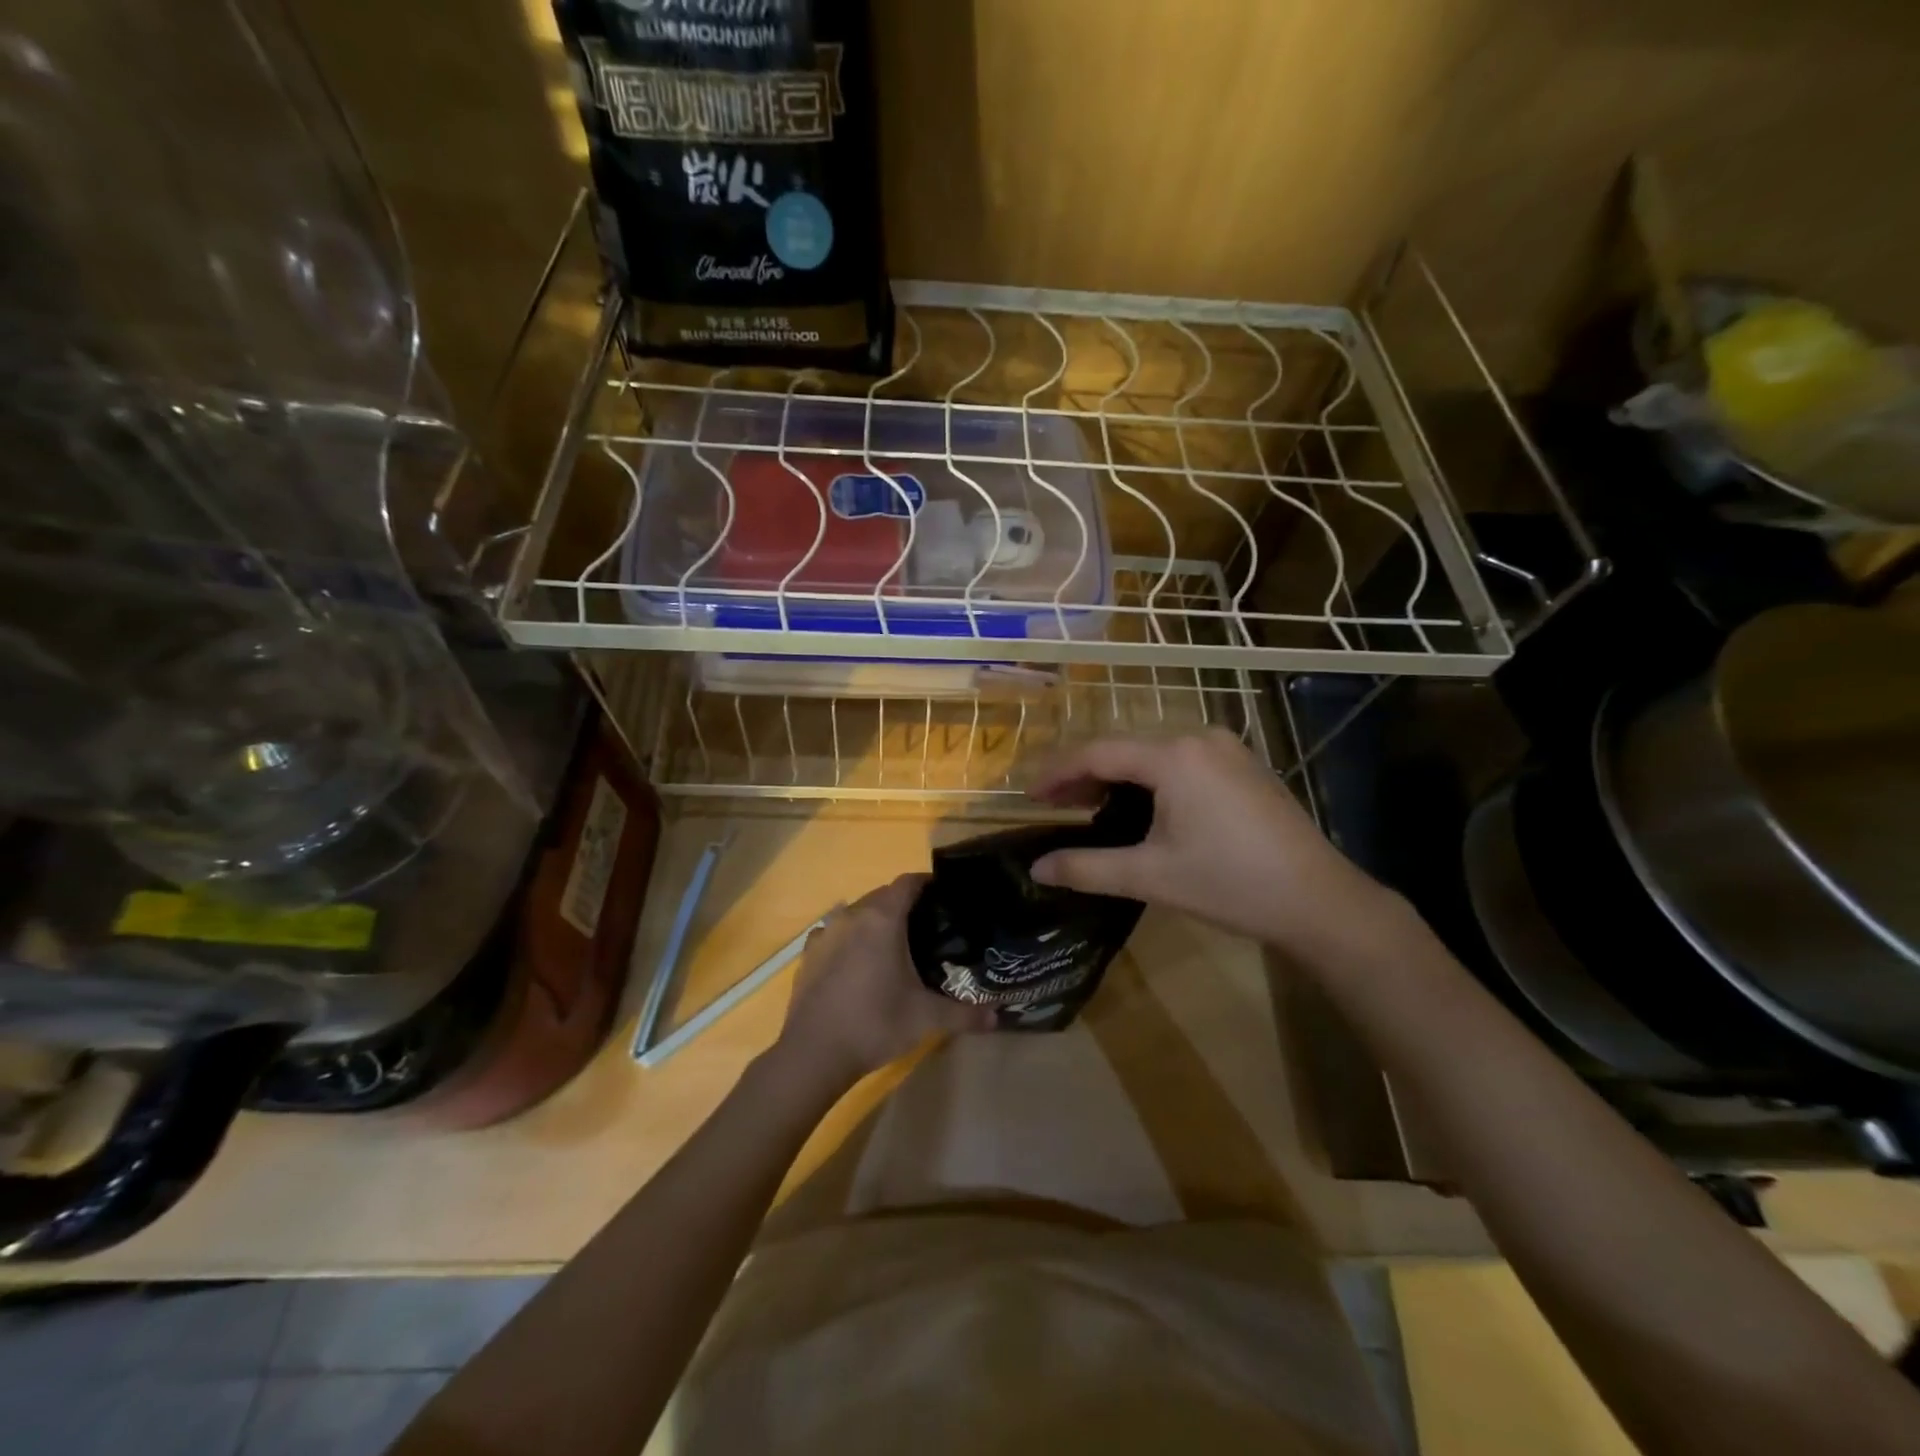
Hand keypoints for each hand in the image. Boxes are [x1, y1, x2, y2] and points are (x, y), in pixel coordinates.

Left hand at [775, 874, 994, 1089]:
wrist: (813, 1053)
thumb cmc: (875, 1023)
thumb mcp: (926, 1018)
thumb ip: (965, 1013)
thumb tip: (997, 1017)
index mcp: (883, 918)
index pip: (908, 882)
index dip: (928, 884)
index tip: (946, 897)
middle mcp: (852, 915)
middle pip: (883, 895)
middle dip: (905, 904)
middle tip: (929, 927)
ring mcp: (826, 932)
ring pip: (858, 913)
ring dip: (876, 921)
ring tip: (895, 946)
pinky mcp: (809, 953)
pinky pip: (836, 933)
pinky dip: (851, 939)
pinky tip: (859, 964)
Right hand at [1028, 729, 1397, 959]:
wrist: (1319, 901)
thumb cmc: (1230, 884)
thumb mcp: (1150, 877)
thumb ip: (1086, 868)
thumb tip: (1036, 869)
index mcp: (1174, 757)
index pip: (1098, 753)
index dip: (1058, 772)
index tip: (1030, 796)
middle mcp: (1199, 739)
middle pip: (1126, 749)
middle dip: (1086, 775)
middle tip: (1055, 805)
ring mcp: (1227, 750)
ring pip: (1154, 755)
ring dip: (1119, 777)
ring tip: (1091, 807)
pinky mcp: (1244, 766)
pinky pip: (1182, 762)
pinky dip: (1151, 780)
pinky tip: (1142, 807)